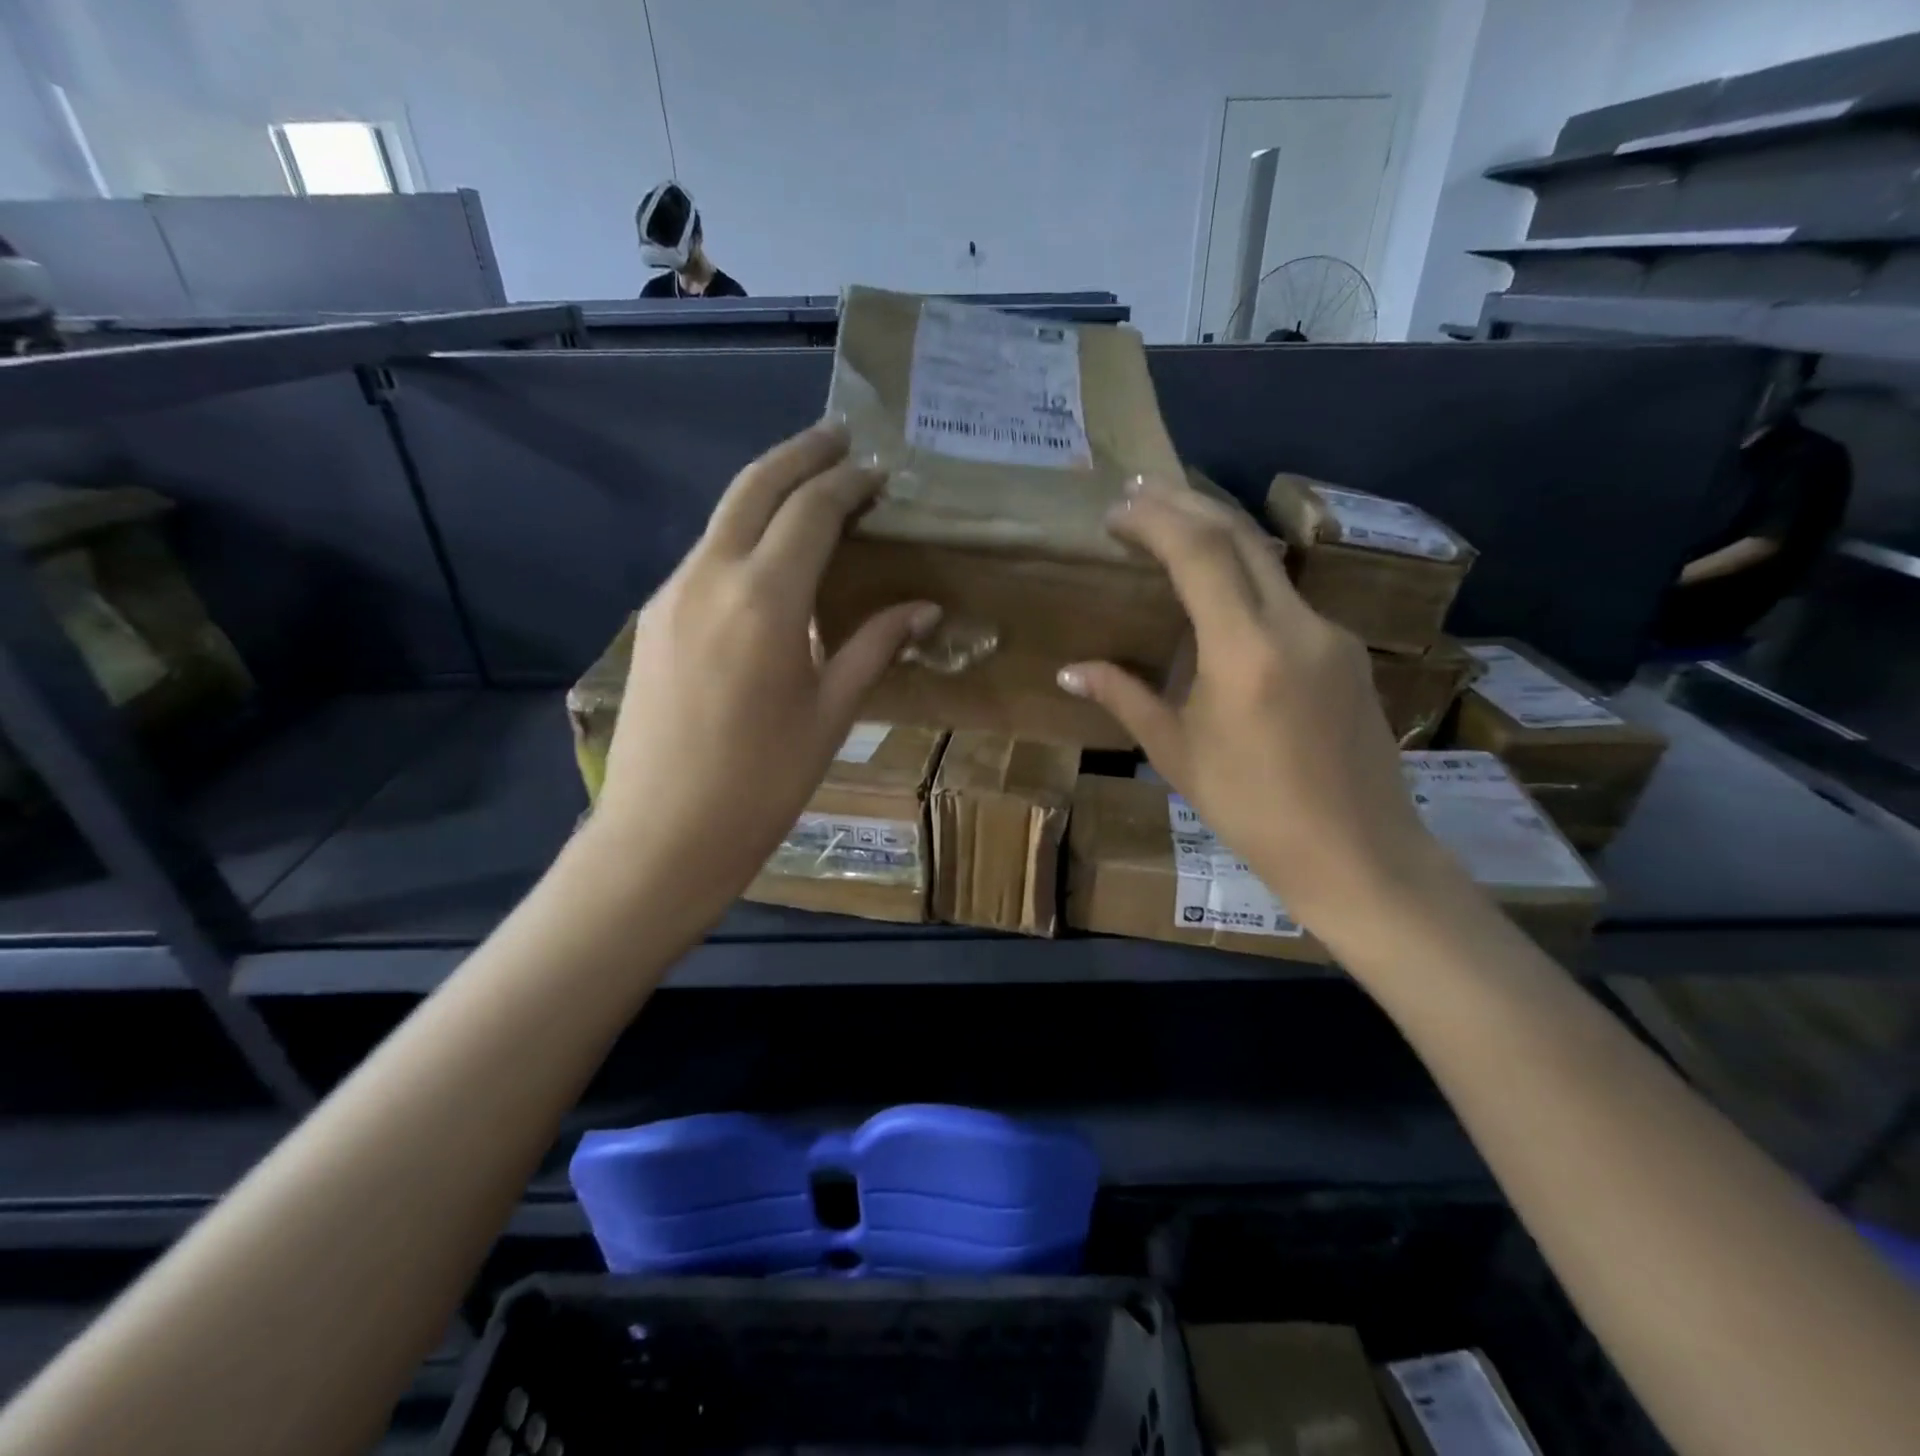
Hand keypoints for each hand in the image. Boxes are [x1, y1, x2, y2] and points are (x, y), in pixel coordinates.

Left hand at [589, 421, 939, 920]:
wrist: (661, 836)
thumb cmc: (762, 783)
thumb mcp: (832, 714)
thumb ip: (876, 646)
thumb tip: (924, 608)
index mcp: (765, 598)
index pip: (812, 510)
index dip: (849, 483)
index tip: (879, 472)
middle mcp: (711, 576)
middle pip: (755, 486)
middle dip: (801, 453)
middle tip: (840, 437)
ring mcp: (673, 594)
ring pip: (723, 517)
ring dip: (768, 491)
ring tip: (811, 490)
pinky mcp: (654, 619)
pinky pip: (705, 556)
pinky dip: (743, 536)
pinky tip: (769, 559)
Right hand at [1057, 480, 1458, 931]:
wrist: (1359, 852)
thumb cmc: (1252, 809)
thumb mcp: (1177, 753)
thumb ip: (1124, 697)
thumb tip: (1069, 671)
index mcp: (1246, 650)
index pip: (1200, 554)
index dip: (1154, 520)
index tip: (1116, 511)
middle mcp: (1296, 624)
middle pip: (1240, 537)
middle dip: (1185, 503)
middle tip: (1139, 490)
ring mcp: (1329, 633)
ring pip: (1268, 560)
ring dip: (1217, 534)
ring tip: (1171, 525)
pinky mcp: (1346, 651)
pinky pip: (1287, 597)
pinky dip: (1244, 576)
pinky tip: (1219, 592)